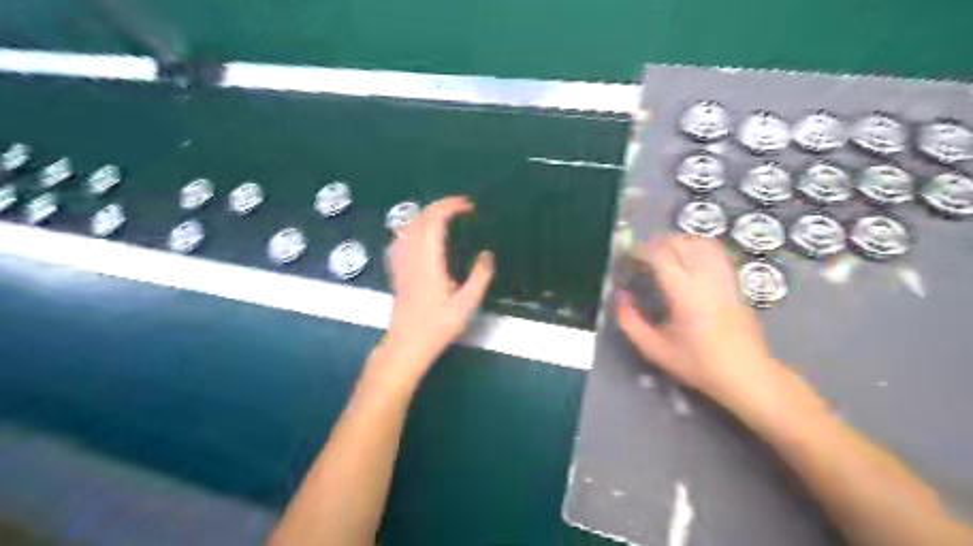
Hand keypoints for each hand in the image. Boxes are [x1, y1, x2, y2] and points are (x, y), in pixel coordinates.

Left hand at [385, 193, 496, 371]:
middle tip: (462, 207)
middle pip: (420, 217)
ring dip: (427, 214)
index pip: (435, 221)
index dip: (451, 207)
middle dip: (440, 205)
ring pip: (408, 225)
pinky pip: (401, 238)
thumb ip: (480, 277)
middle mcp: (412, 255)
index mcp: (429, 261)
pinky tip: (422, 235)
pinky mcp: (397, 270)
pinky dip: (414, 227)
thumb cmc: (438, 326)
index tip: (469, 206)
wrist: (407, 344)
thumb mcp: (467, 304)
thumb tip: (488, 255)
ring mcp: (401, 262)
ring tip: (445, 216)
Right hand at [618, 234, 785, 414]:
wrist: (747, 374)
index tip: (627, 259)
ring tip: (662, 254)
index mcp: (686, 295)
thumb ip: (630, 322)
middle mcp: (707, 279)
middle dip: (657, 243)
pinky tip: (687, 258)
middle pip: (681, 243)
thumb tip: (620, 296)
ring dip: (678, 242)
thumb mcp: (655, 349)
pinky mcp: (735, 281)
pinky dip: (697, 246)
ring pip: (700, 242)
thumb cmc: (698, 364)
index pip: (662, 256)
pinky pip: (716, 251)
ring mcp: (725, 277)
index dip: (641, 251)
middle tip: (641, 258)